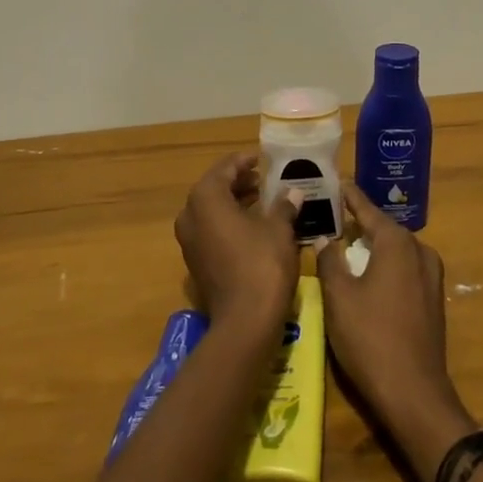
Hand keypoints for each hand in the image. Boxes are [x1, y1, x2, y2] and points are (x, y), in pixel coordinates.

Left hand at [173, 151, 299, 340]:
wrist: (244, 322)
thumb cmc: (262, 265)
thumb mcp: (279, 230)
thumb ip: (284, 206)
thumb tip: (293, 193)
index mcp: (206, 198)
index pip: (225, 168)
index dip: (245, 161)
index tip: (263, 159)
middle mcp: (190, 215)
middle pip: (215, 188)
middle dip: (240, 182)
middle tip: (265, 179)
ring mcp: (189, 240)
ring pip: (212, 210)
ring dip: (235, 202)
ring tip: (264, 200)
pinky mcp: (196, 261)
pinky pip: (211, 230)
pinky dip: (230, 222)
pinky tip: (255, 227)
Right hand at [316, 184, 475, 476]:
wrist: (413, 393)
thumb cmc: (371, 338)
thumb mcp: (339, 296)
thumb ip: (330, 260)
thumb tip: (325, 238)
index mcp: (397, 243)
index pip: (367, 209)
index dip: (349, 196)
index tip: (334, 181)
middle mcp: (420, 252)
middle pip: (383, 228)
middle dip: (358, 222)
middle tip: (330, 215)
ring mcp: (430, 277)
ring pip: (395, 250)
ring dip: (371, 246)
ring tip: (343, 243)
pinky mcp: (432, 301)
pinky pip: (404, 269)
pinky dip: (383, 265)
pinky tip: (365, 275)